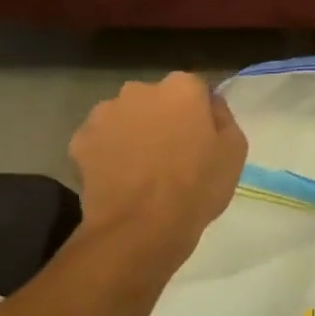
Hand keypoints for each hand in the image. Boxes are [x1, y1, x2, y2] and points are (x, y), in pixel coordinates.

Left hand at [70, 73, 247, 262]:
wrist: (140, 228)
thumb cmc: (196, 187)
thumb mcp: (234, 151)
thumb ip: (223, 118)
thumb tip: (210, 104)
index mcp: (181, 88)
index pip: (195, 90)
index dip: (199, 114)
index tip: (201, 139)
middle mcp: (139, 89)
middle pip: (156, 100)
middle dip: (163, 119)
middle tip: (171, 155)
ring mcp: (104, 113)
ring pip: (125, 118)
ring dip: (133, 134)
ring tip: (141, 170)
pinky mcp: (80, 139)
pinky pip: (100, 141)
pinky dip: (108, 153)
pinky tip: (118, 179)